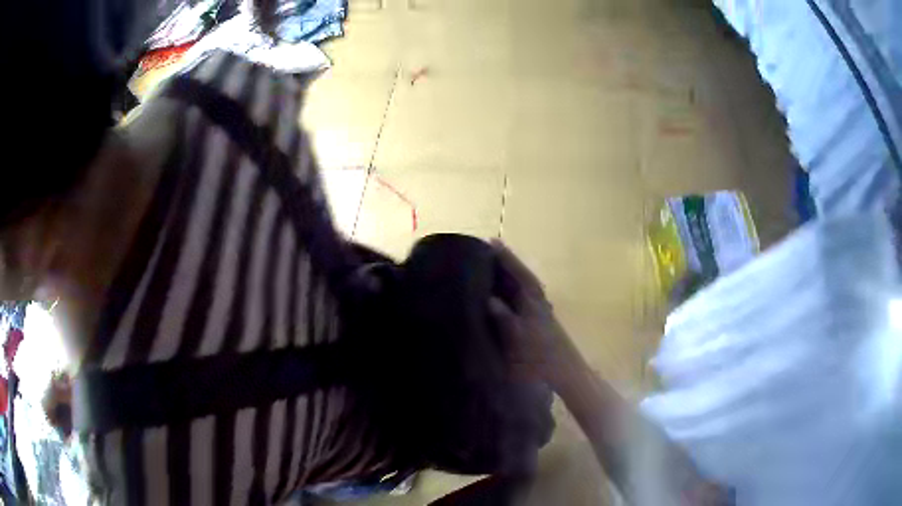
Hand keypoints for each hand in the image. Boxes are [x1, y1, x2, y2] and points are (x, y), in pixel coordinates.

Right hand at [488, 240, 579, 384]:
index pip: (520, 273)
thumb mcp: (519, 338)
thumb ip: (505, 318)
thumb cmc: (541, 356)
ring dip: (511, 275)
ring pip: (524, 287)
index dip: (506, 258)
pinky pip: (523, 298)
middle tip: (488, 250)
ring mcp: (539, 312)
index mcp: (534, 301)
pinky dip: (514, 290)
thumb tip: (489, 299)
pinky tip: (504, 295)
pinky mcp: (539, 322)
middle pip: (522, 276)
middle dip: (507, 263)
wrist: (564, 373)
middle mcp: (538, 302)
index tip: (492, 241)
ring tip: (492, 267)